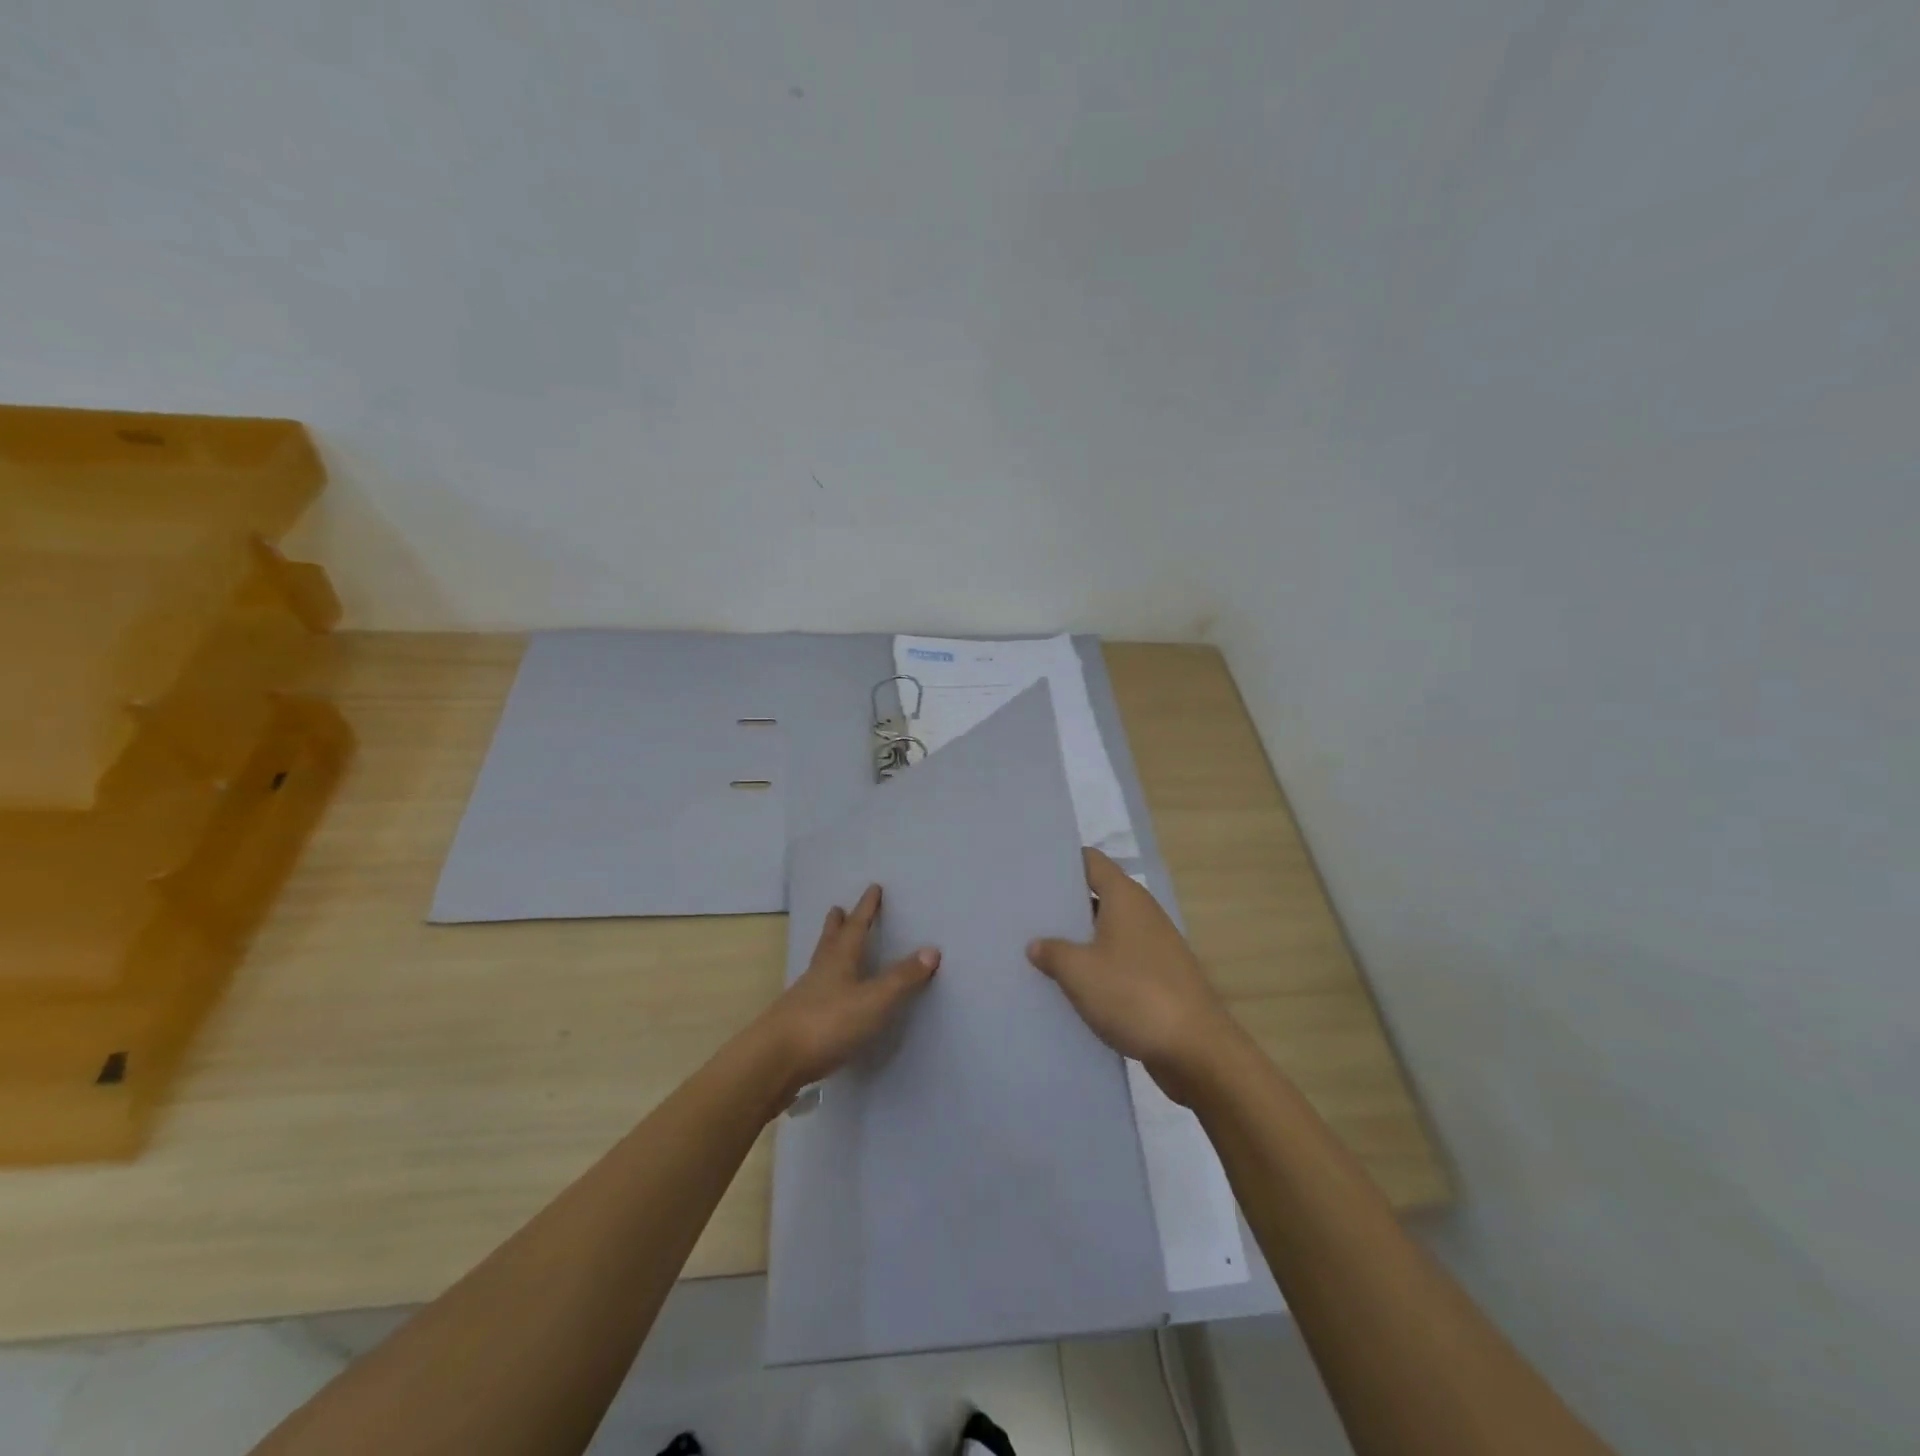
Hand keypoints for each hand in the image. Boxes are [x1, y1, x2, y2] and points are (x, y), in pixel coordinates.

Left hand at [755, 884, 938, 1100]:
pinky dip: (824, 983)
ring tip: (831, 943)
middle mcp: (821, 972)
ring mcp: (806, 997)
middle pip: (830, 941)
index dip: (867, 908)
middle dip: (837, 924)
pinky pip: (816, 992)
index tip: (873, 888)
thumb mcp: (873, 1000)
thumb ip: (902, 978)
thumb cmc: (827, 1023)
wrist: (774, 1061)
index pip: (857, 927)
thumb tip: (932, 949)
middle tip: (837, 908)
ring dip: (828, 950)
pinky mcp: (798, 1022)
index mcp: (839, 960)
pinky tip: (827, 994)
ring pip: (820, 965)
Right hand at [1027, 849, 1236, 1099]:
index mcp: (1125, 897)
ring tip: (1038, 949)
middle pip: (1097, 896)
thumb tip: (1037, 945)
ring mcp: (1153, 946)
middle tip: (1026, 913)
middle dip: (1064, 905)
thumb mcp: (1079, 972)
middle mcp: (1142, 913)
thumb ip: (1052, 952)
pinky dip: (1096, 967)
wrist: (1195, 1049)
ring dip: (1078, 940)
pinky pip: (1119, 961)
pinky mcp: (1158, 977)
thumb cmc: (1134, 994)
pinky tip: (1070, 985)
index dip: (1062, 863)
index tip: (1032, 871)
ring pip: (1106, 932)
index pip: (1090, 861)